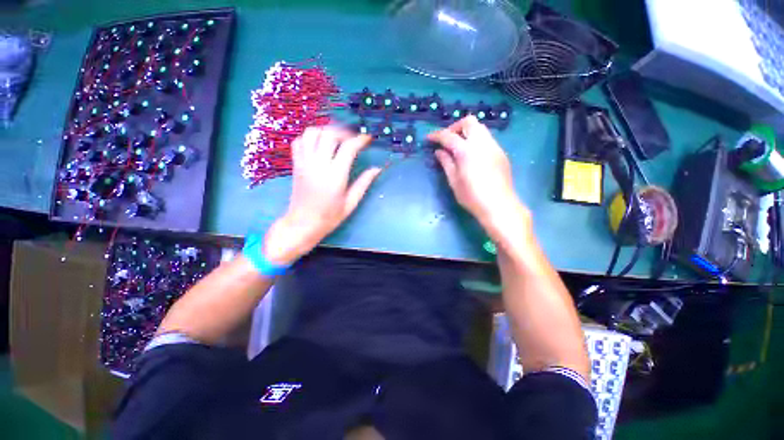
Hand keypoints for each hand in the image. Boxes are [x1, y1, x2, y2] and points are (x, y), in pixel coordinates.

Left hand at [264, 127, 380, 264]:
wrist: (302, 224)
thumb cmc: (329, 216)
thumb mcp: (351, 203)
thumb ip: (364, 183)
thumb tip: (377, 169)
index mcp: (335, 176)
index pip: (348, 148)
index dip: (360, 140)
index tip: (367, 139)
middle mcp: (318, 165)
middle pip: (329, 134)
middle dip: (344, 132)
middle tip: (353, 138)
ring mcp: (304, 162)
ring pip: (312, 133)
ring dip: (326, 130)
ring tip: (336, 138)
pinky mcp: (296, 164)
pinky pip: (299, 141)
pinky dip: (310, 137)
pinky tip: (319, 144)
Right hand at [427, 116, 528, 238]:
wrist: (499, 206)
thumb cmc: (472, 197)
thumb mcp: (454, 181)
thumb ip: (446, 163)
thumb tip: (439, 151)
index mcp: (467, 151)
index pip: (448, 136)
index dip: (437, 135)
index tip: (428, 138)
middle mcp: (482, 143)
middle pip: (469, 122)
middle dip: (455, 127)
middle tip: (447, 141)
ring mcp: (494, 146)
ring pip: (480, 128)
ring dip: (467, 133)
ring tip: (459, 147)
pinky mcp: (501, 153)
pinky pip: (487, 139)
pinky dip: (476, 140)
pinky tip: (472, 155)